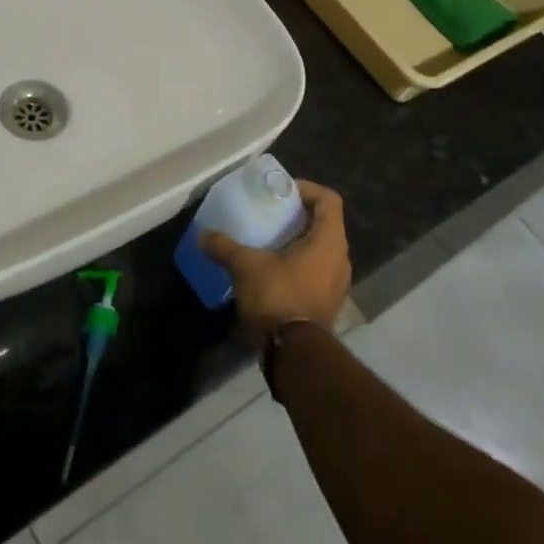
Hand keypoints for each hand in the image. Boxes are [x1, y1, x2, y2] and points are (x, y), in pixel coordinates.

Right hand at [200, 179, 350, 349]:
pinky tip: (273, 272)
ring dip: (299, 242)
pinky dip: (299, 265)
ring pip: (321, 250)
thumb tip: (202, 236)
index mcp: (329, 241)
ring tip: (269, 242)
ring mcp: (337, 284)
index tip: (281, 192)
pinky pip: (317, 272)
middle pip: (325, 224)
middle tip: (271, 214)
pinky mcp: (328, 304)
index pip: (328, 200)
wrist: (294, 354)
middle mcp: (340, 259)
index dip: (306, 189)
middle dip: (298, 216)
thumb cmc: (278, 297)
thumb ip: (225, 247)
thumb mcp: (246, 266)